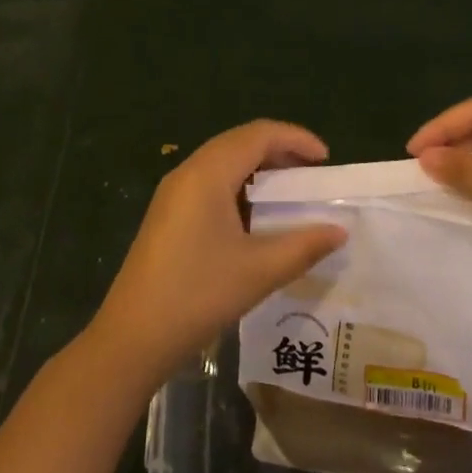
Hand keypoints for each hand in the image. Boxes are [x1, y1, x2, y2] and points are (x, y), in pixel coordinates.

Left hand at [88, 120, 346, 388]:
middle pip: (240, 142)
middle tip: (313, 173)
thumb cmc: (198, 295)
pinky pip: (210, 181)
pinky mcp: (168, 213)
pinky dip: (240, 185)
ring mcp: (173, 192)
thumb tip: (339, 231)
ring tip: (290, 191)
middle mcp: (188, 172)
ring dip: (259, 167)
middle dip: (280, 150)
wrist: (132, 337)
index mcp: (208, 173)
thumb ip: (304, 246)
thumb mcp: (259, 271)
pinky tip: (256, 214)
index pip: (258, 135)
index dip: (296, 139)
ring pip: (223, 161)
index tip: (326, 159)